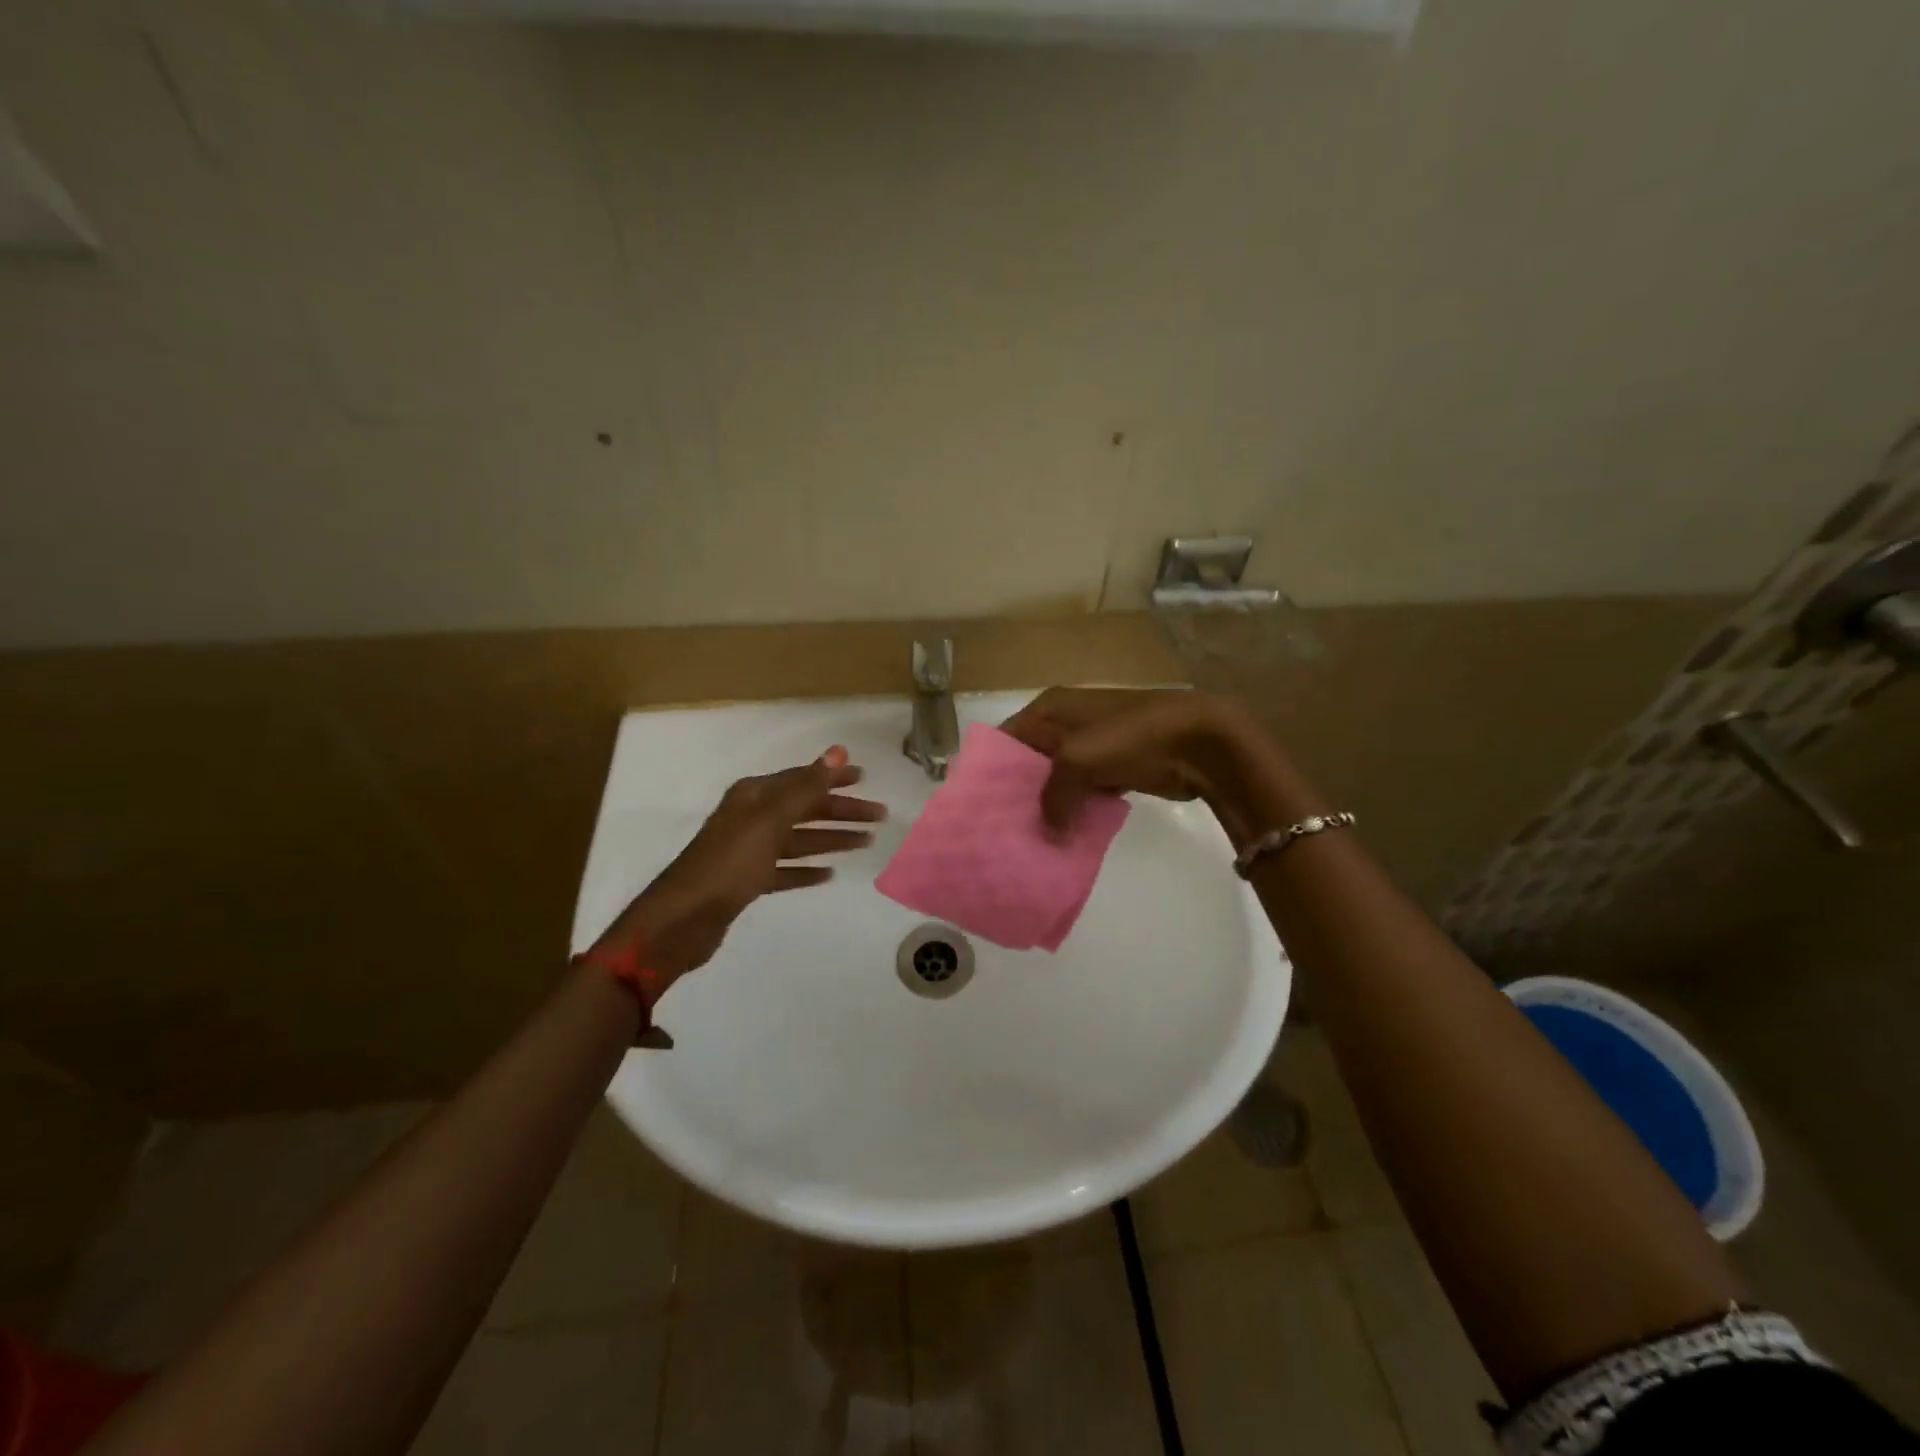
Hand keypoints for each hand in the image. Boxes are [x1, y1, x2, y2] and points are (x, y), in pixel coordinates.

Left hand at [593, 746, 885, 980]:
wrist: (683, 918)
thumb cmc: (729, 863)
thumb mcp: (770, 820)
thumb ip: (806, 787)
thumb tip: (837, 750)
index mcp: (754, 796)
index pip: (802, 779)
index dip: (834, 778)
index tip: (866, 779)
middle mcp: (751, 817)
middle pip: (804, 809)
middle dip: (841, 811)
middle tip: (878, 817)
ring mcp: (748, 850)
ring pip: (799, 839)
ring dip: (831, 839)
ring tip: (865, 843)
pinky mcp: (747, 881)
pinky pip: (785, 869)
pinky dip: (806, 869)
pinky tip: (829, 874)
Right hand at [1001, 688, 1261, 831]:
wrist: (1199, 740)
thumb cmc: (1130, 736)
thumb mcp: (1077, 760)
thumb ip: (1053, 796)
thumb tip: (1049, 830)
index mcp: (1051, 707)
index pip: (1007, 737)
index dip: (992, 768)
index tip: (979, 805)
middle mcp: (1066, 722)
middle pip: (1030, 760)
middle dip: (1018, 792)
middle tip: (1001, 828)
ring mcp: (1093, 745)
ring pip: (1057, 779)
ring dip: (1048, 805)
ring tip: (1028, 837)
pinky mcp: (1115, 767)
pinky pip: (1084, 791)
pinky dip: (1075, 810)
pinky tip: (1063, 835)